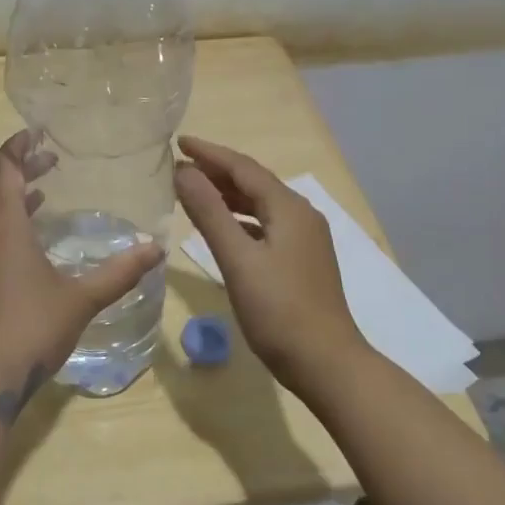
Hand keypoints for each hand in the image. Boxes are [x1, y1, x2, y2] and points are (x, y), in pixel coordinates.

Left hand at [0, 132, 163, 423]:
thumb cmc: (29, 329)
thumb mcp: (80, 299)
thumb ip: (119, 273)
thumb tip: (156, 250)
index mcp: (3, 227)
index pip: (5, 169)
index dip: (18, 147)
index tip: (36, 133)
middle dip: (20, 172)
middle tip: (49, 164)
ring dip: (9, 203)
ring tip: (39, 201)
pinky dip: (0, 232)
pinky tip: (21, 254)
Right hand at [174, 136, 365, 396]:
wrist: (326, 363)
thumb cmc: (279, 310)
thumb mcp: (238, 259)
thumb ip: (209, 213)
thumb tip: (183, 172)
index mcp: (288, 208)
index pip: (243, 167)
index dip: (209, 153)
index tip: (179, 142)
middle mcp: (301, 215)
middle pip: (253, 182)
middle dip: (216, 172)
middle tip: (179, 167)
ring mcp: (304, 239)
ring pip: (260, 205)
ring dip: (227, 195)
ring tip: (192, 192)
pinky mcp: (301, 261)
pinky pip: (265, 226)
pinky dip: (239, 219)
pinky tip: (222, 229)